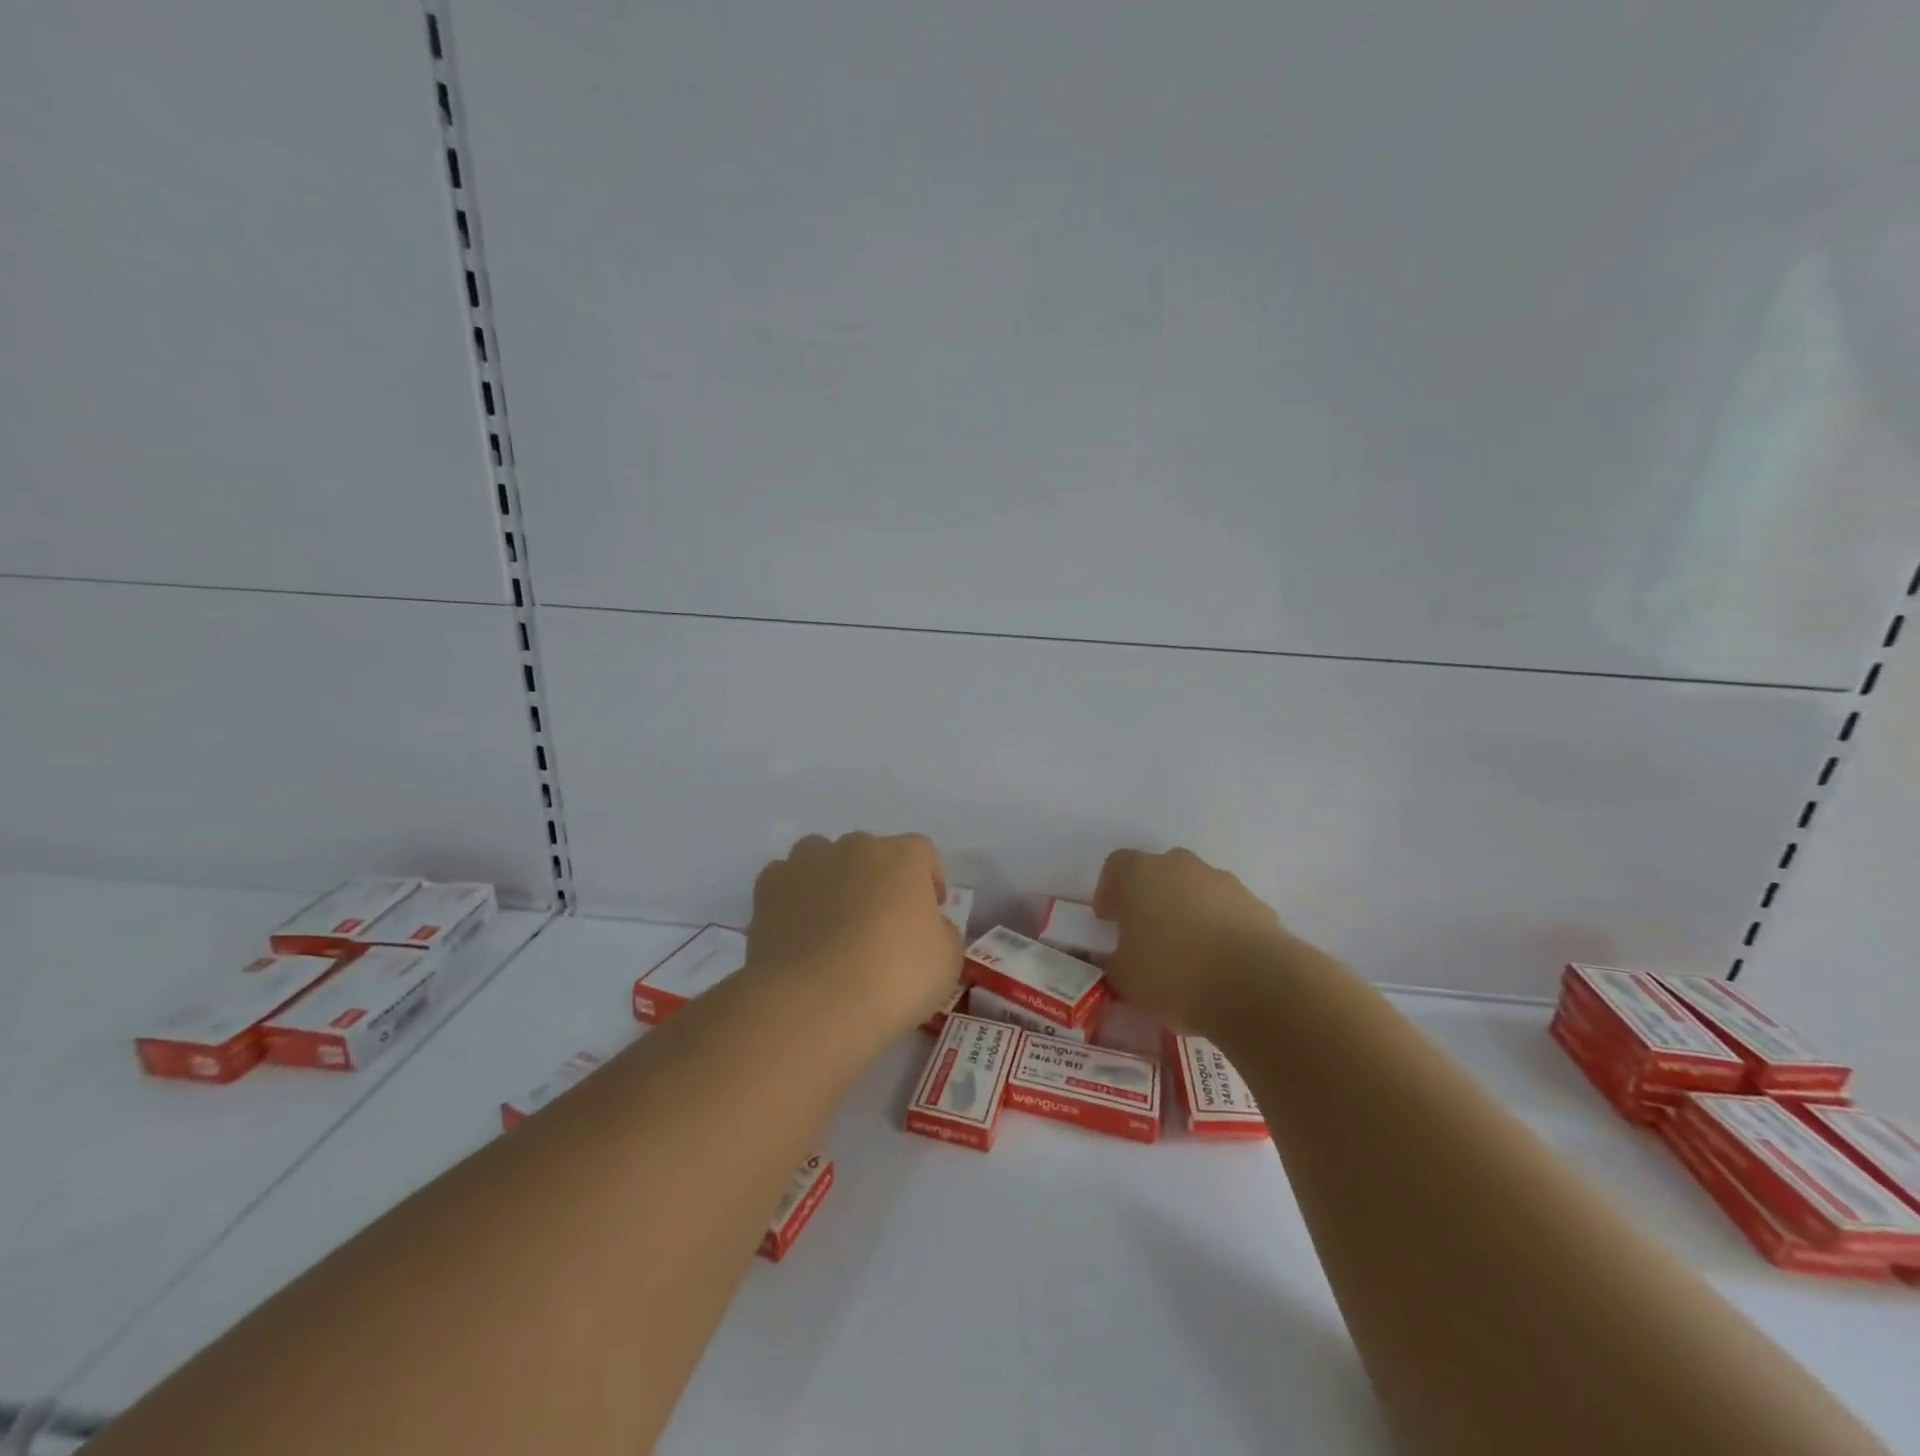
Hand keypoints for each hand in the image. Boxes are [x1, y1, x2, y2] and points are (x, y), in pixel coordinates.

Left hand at [747, 832, 959, 1034]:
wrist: (814, 1002)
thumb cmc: (894, 978)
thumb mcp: (947, 961)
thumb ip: (941, 931)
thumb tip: (927, 926)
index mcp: (903, 856)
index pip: (922, 853)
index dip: (928, 880)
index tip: (929, 912)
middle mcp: (855, 846)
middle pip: (872, 853)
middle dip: (878, 880)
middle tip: (880, 923)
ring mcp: (807, 862)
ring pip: (824, 858)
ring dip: (833, 880)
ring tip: (833, 924)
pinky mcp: (768, 886)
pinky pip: (787, 881)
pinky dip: (794, 898)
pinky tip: (798, 932)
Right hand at [1094, 847, 1290, 1032]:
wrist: (1257, 986)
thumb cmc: (1174, 975)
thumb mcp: (1124, 978)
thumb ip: (1115, 960)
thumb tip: (1119, 957)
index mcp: (1140, 874)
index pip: (1116, 866)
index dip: (1109, 891)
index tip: (1109, 920)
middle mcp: (1181, 866)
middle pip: (1159, 872)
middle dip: (1151, 897)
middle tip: (1147, 934)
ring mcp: (1223, 882)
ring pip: (1196, 889)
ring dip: (1188, 910)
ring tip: (1188, 952)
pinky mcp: (1257, 905)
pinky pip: (1227, 910)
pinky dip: (1220, 927)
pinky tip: (1220, 962)